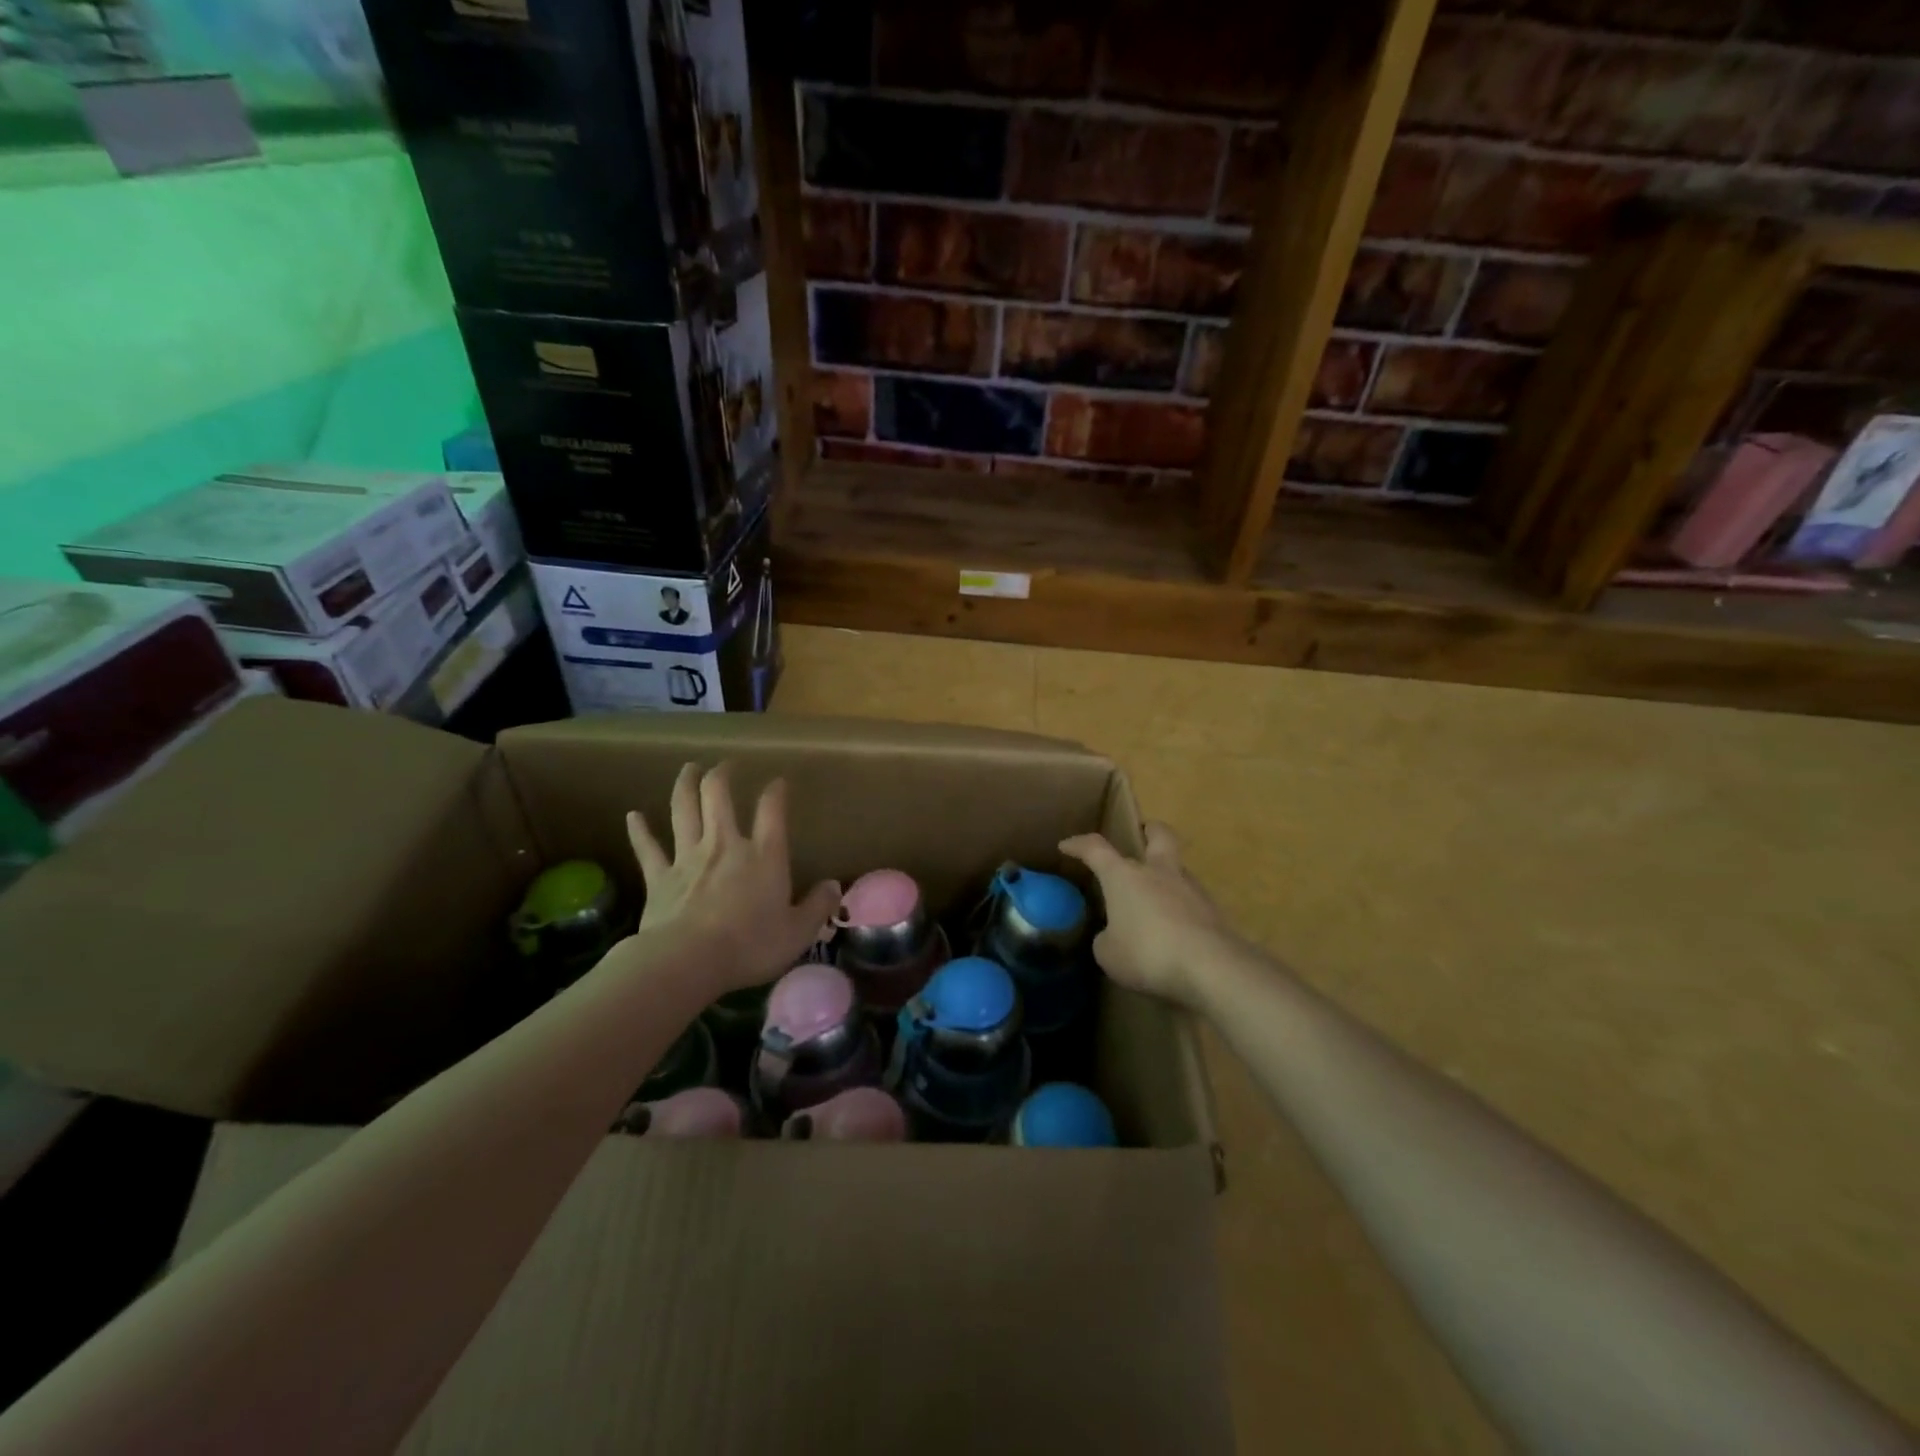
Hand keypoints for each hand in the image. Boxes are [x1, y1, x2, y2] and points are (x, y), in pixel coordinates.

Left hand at [626, 762, 840, 995]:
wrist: (688, 961)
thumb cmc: (750, 945)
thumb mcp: (798, 932)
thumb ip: (818, 906)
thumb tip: (834, 886)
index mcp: (764, 855)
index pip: (772, 810)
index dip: (775, 791)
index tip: (778, 782)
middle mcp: (725, 845)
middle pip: (719, 796)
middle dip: (722, 776)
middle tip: (725, 765)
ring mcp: (688, 857)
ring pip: (683, 810)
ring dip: (685, 786)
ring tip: (688, 769)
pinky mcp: (659, 877)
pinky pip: (647, 848)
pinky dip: (640, 831)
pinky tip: (633, 817)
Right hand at [1059, 823, 1240, 1009]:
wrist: (1211, 967)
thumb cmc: (1147, 953)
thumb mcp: (1109, 954)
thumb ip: (1106, 939)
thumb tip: (1112, 937)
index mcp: (1124, 875)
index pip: (1095, 848)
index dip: (1079, 845)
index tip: (1066, 846)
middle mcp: (1158, 872)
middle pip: (1158, 835)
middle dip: (1149, 831)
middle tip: (1143, 834)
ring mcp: (1191, 888)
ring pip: (1178, 869)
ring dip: (1167, 876)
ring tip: (1156, 900)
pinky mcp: (1214, 911)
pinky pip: (1192, 902)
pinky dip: (1182, 909)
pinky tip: (1176, 931)